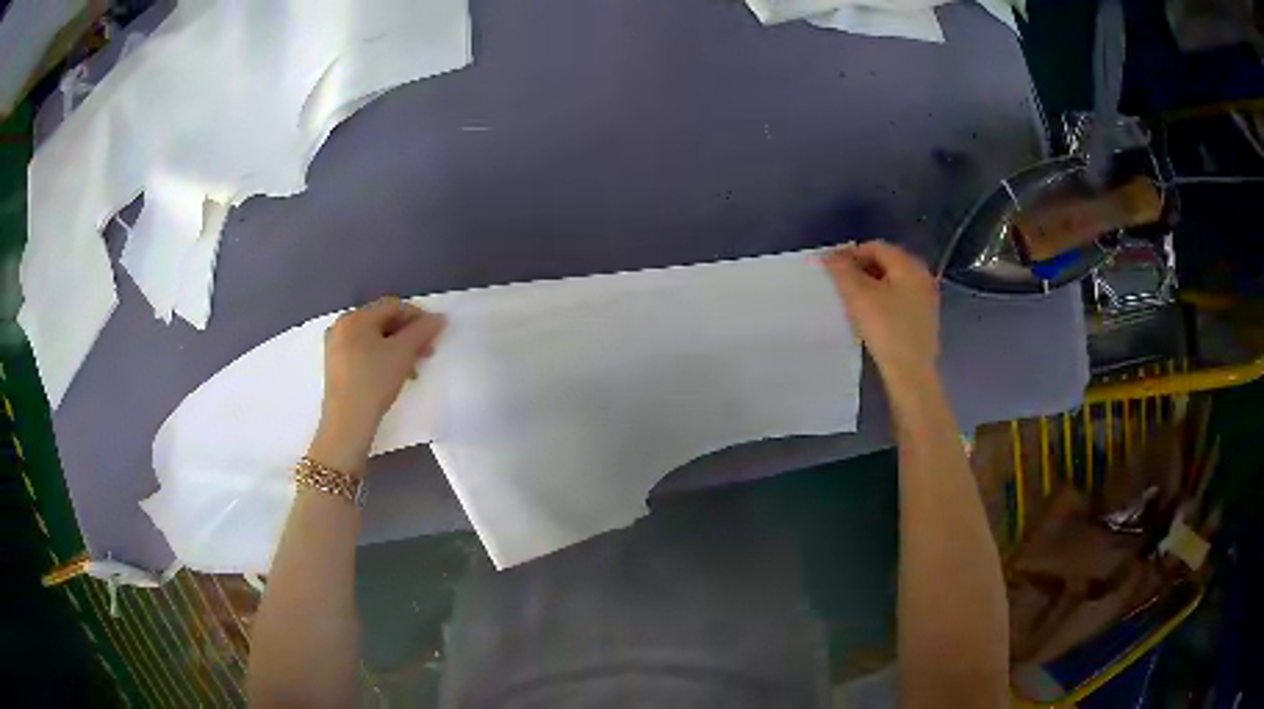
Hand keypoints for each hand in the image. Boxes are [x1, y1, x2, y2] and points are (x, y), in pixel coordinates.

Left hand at [309, 297, 445, 474]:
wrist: (347, 422)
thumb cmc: (374, 381)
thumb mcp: (403, 353)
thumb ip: (423, 331)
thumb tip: (440, 317)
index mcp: (355, 317)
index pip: (393, 306)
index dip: (417, 316)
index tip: (435, 334)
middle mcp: (342, 325)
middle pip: (383, 321)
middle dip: (408, 335)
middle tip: (426, 352)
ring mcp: (336, 346)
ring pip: (374, 338)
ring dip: (397, 348)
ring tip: (412, 368)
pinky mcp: (336, 365)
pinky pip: (363, 351)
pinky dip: (381, 357)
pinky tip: (393, 374)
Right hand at [821, 241, 939, 394]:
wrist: (911, 373)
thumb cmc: (886, 329)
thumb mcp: (859, 296)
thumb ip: (842, 271)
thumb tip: (828, 256)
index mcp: (909, 265)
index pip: (876, 247)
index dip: (851, 254)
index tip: (832, 270)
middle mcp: (922, 276)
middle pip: (886, 262)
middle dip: (861, 269)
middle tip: (840, 285)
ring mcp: (926, 299)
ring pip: (893, 282)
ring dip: (872, 285)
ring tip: (853, 301)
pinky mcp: (924, 319)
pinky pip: (900, 298)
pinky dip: (884, 300)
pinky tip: (871, 316)